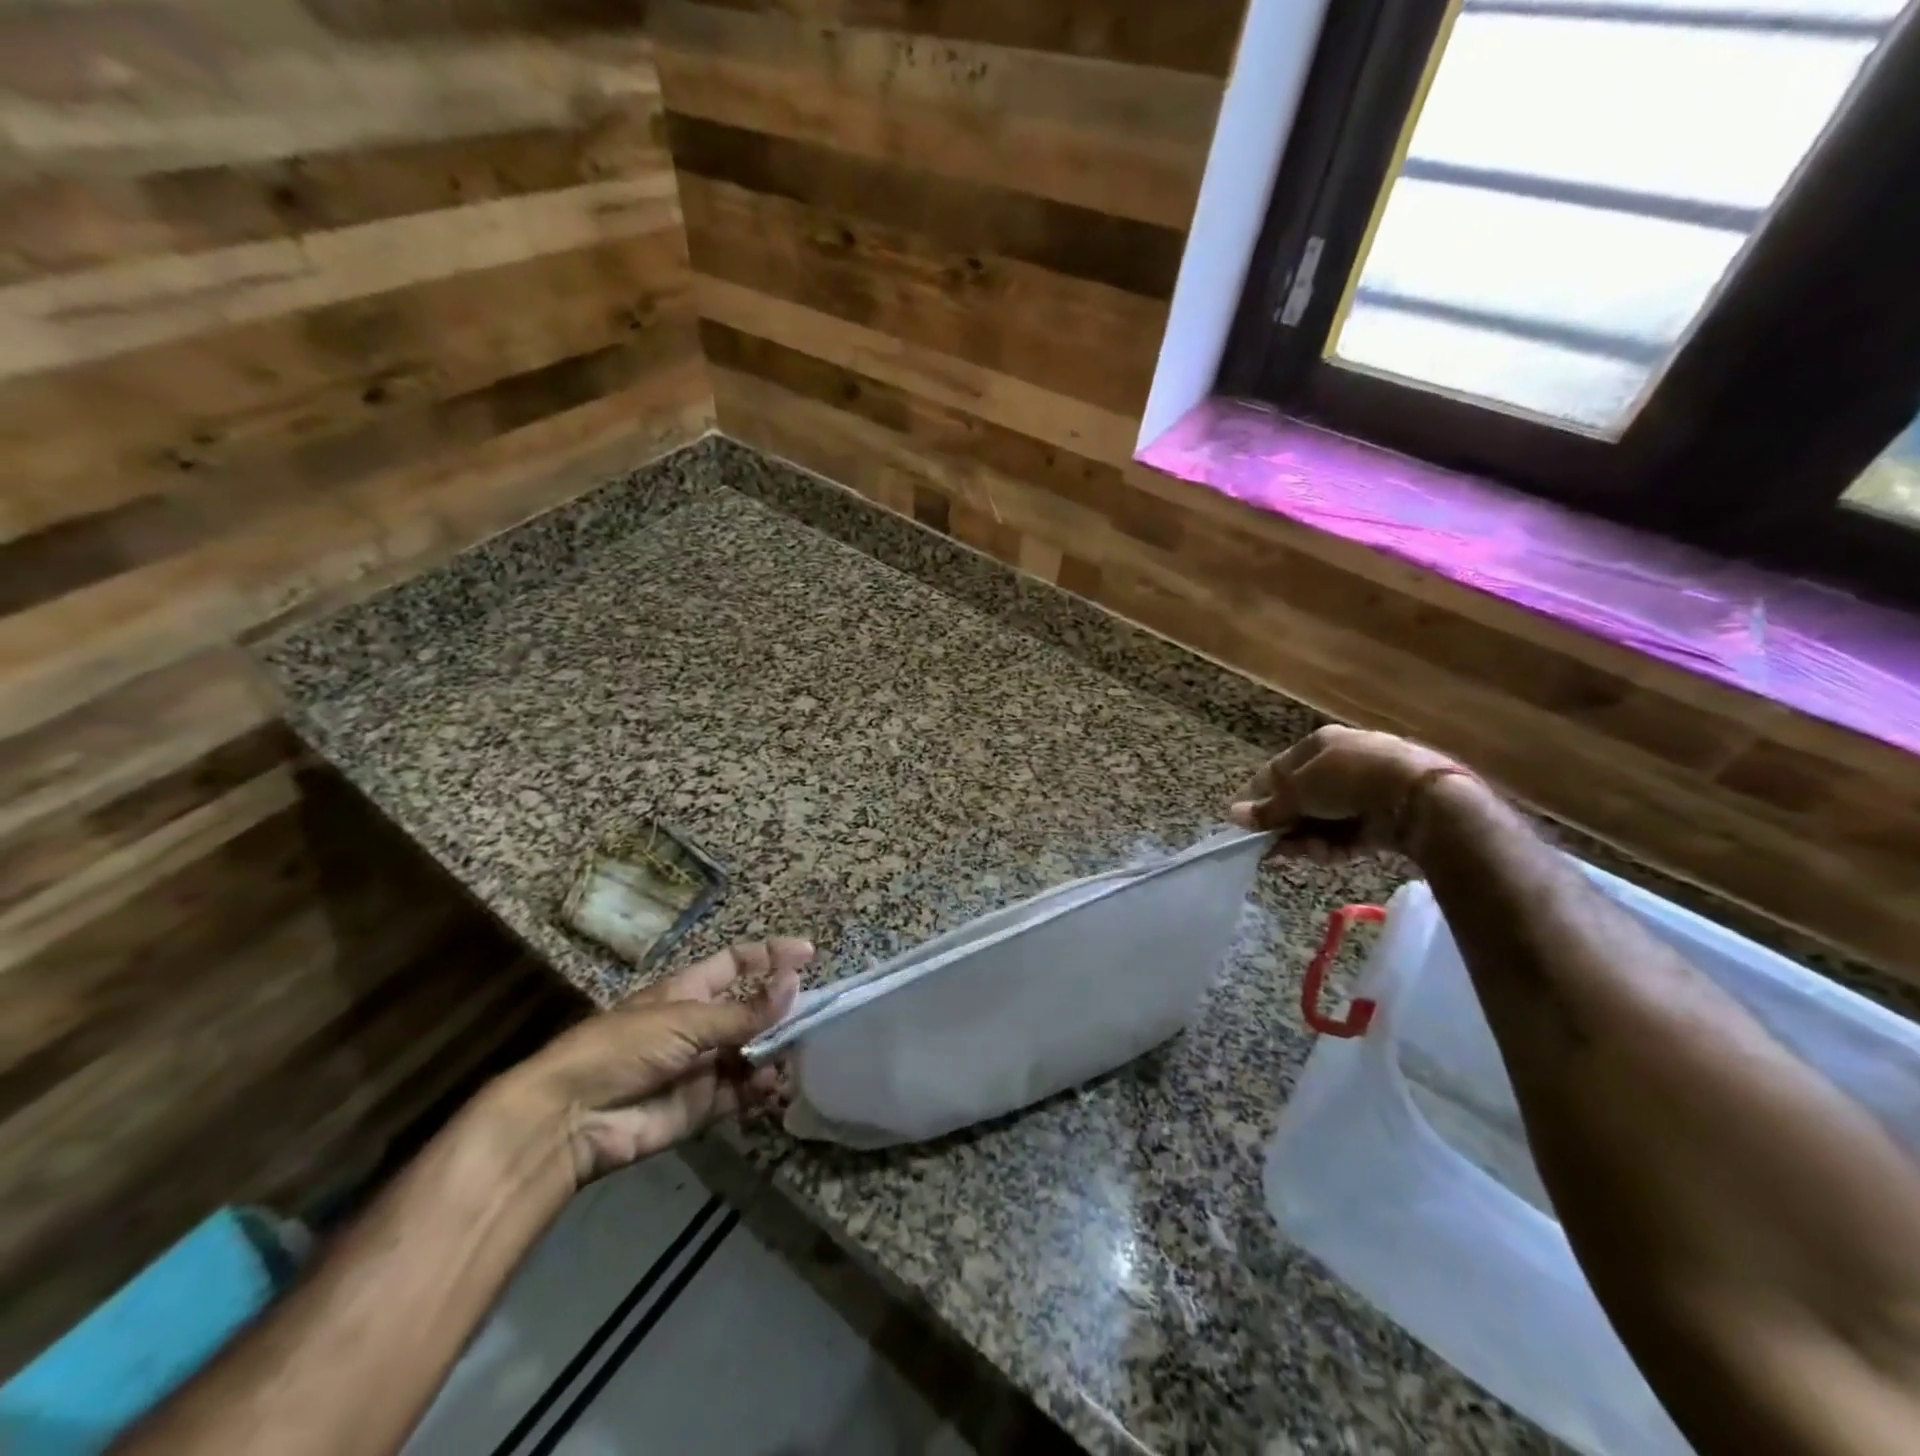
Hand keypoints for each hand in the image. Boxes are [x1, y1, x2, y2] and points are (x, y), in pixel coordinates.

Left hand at [501, 938, 810, 1184]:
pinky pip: (740, 1093)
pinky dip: (760, 1090)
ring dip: (774, 1054)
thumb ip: (744, 1011)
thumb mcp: (687, 1020)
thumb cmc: (624, 1048)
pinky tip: (772, 1087)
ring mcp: (701, 1067)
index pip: (737, 964)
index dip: (770, 956)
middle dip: (781, 1013)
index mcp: (689, 991)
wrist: (572, 1119)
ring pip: (751, 1054)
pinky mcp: (701, 1107)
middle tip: (814, 1018)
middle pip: (750, 1011)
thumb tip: (795, 983)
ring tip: (793, 1056)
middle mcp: (698, 1025)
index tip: (808, 955)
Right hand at [1228, 726, 1464, 859]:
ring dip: (1307, 839)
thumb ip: (1268, 808)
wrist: (1420, 797)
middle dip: (1284, 825)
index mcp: (1321, 744)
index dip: (1258, 796)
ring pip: (1323, 820)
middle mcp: (1342, 763)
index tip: (1242, 821)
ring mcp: (1366, 792)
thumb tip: (1233, 815)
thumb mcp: (1299, 791)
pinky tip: (1325, 856)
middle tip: (1269, 847)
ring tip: (1298, 854)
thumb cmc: (1347, 779)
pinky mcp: (1385, 819)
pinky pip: (1348, 834)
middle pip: (1301, 799)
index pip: (1278, 770)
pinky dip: (1334, 846)